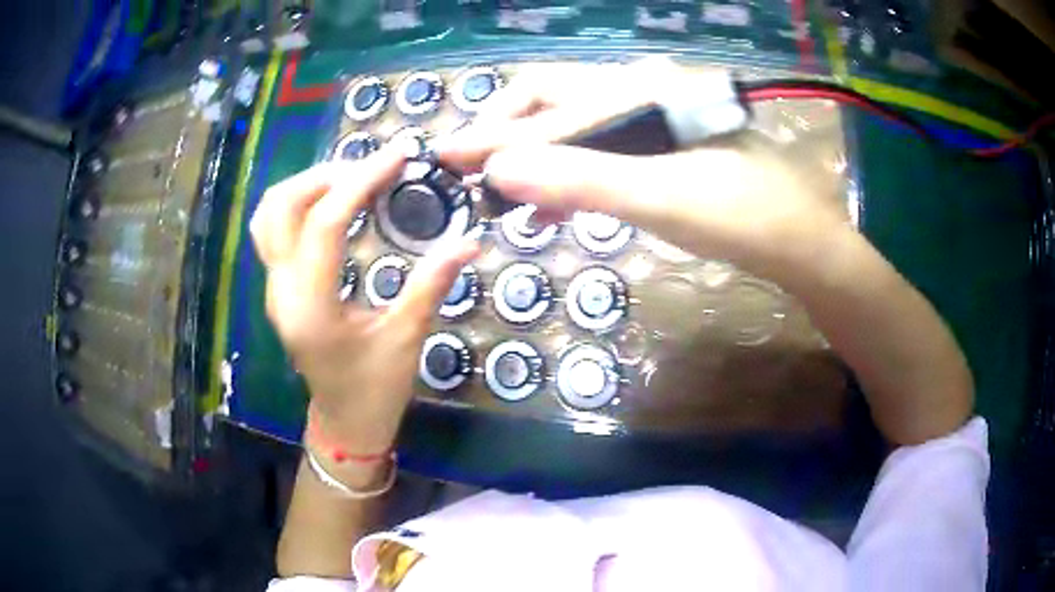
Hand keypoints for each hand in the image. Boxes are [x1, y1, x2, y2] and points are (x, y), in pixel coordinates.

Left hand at [249, 146, 479, 453]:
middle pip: (282, 207)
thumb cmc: (375, 389)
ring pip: (269, 215)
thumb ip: (432, 284)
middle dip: (326, 175)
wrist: (344, 422)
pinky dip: (299, 203)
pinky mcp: (278, 288)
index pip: (326, 223)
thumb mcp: (407, 338)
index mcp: (310, 306)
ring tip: (350, 178)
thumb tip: (471, 240)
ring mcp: (273, 288)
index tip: (398, 155)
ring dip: (306, 185)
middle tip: (372, 167)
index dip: (362, 181)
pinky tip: (331, 203)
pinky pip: (274, 230)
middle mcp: (281, 290)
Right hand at [437, 59, 850, 282]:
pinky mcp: (664, 151)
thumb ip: (578, 178)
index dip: (492, 132)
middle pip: (555, 103)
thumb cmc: (741, 216)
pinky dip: (571, 175)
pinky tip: (555, 205)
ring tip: (504, 194)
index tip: (445, 155)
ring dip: (537, 157)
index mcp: (637, 93)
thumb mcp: (658, 197)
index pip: (545, 106)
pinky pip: (603, 153)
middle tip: (475, 172)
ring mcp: (654, 123)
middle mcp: (641, 95)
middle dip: (509, 134)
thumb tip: (498, 170)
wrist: (802, 241)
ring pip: (576, 129)